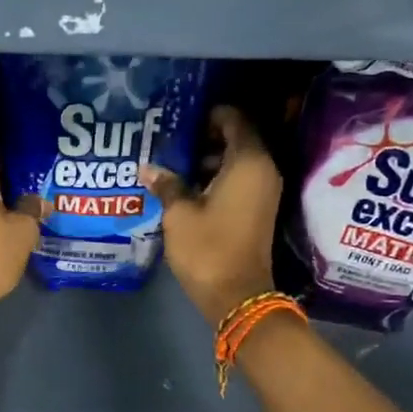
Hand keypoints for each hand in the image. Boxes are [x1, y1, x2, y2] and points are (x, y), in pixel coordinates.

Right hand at [140, 105, 280, 324]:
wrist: (237, 296)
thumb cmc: (208, 248)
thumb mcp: (179, 214)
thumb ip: (167, 184)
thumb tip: (148, 168)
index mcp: (248, 163)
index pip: (234, 120)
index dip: (209, 115)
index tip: (181, 120)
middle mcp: (264, 170)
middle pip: (237, 138)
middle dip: (205, 137)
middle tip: (172, 141)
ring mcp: (264, 191)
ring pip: (238, 160)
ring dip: (209, 159)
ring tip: (174, 165)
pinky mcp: (258, 209)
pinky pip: (240, 180)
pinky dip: (217, 177)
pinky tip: (187, 187)